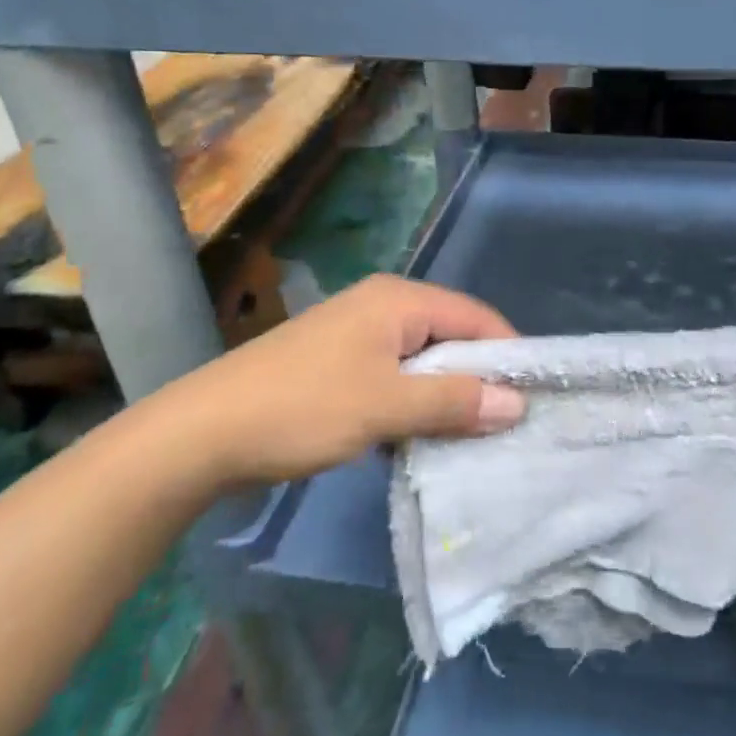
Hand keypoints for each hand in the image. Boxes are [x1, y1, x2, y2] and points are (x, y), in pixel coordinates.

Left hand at [155, 274, 523, 488]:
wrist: (201, 433)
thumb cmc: (302, 408)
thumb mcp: (386, 406)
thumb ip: (454, 402)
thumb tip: (518, 403)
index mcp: (399, 299)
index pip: (476, 317)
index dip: (508, 353)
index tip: (534, 397)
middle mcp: (383, 304)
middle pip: (452, 334)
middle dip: (479, 376)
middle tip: (507, 423)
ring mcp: (358, 332)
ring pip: (424, 358)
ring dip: (446, 393)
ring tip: (471, 435)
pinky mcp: (340, 361)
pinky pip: (397, 374)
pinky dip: (414, 400)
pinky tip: (421, 435)